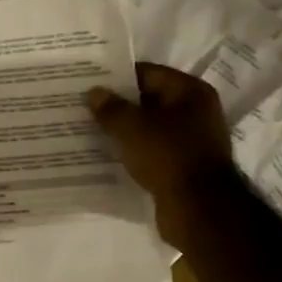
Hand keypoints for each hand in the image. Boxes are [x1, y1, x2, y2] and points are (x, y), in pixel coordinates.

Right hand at [88, 63, 235, 245]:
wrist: (198, 208)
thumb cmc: (168, 156)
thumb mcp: (132, 127)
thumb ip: (110, 108)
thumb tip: (94, 92)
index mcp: (190, 92)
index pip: (147, 73)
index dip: (117, 77)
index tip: (88, 83)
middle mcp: (196, 111)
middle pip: (149, 100)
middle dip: (118, 104)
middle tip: (83, 107)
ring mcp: (191, 140)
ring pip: (149, 128)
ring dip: (124, 130)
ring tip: (89, 131)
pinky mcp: (183, 166)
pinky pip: (152, 151)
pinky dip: (133, 151)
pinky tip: (107, 156)